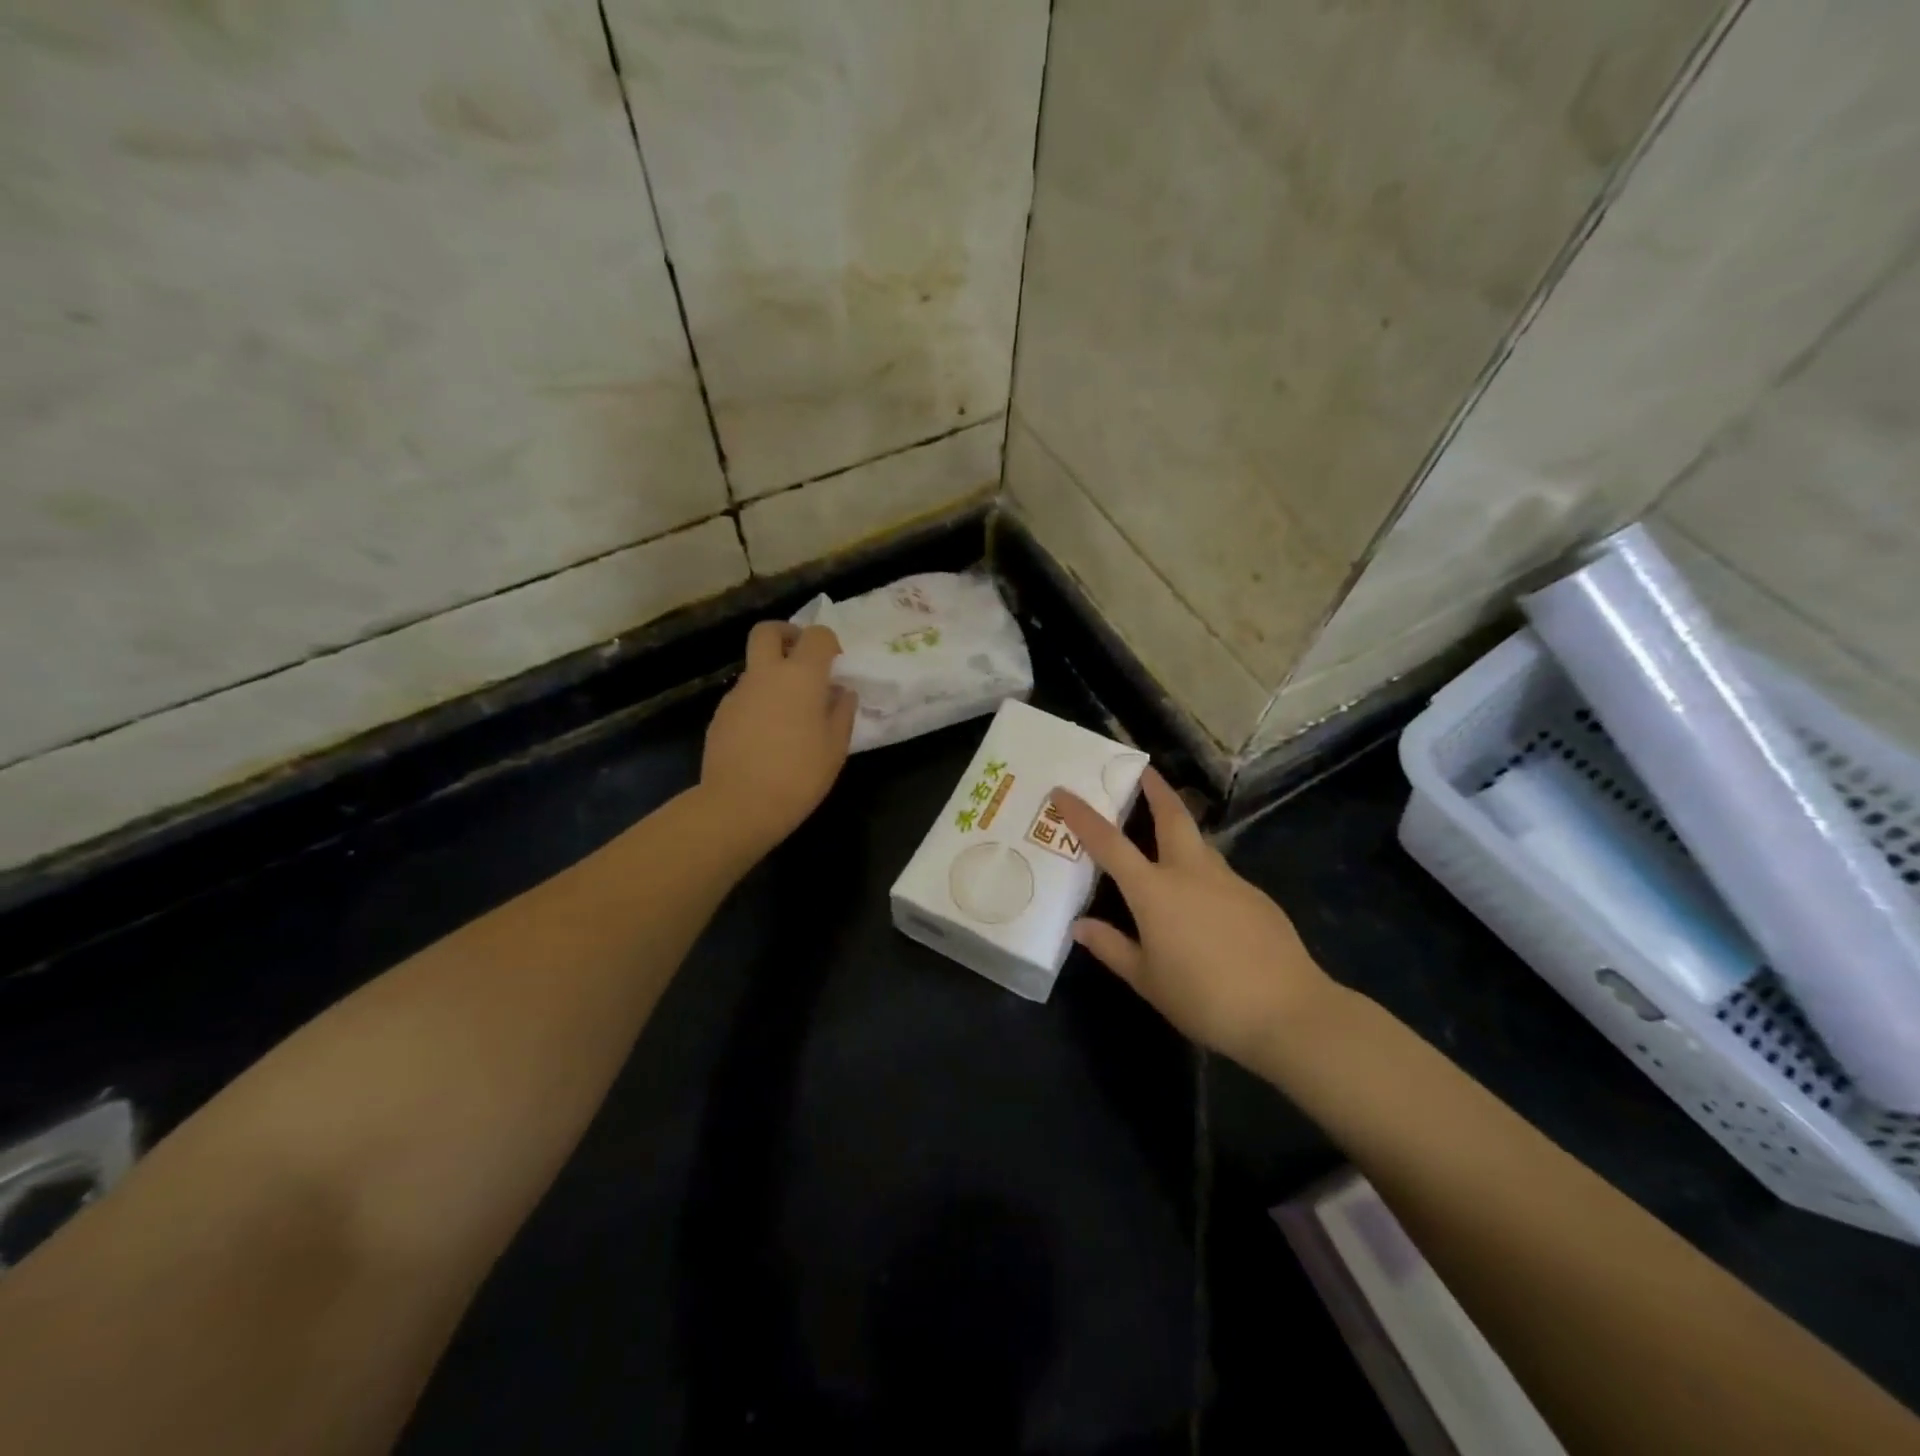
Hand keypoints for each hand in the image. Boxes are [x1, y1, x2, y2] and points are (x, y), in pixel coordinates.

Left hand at [701, 621, 857, 852]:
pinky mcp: (720, 715)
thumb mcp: (835, 747)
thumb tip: (842, 692)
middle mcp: (766, 674)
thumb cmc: (799, 775)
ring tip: (790, 715)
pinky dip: (758, 704)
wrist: (739, 805)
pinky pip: (744, 697)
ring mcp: (738, 693)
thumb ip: (842, 712)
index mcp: (801, 676)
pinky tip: (768, 738)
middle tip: (802, 660)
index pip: (817, 635)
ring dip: (773, 676)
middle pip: (768, 631)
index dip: (829, 644)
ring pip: (755, 667)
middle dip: (786, 635)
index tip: (836, 667)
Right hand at [1054, 770, 1335, 1068]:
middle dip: (1155, 789)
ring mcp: (1229, 881)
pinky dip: (1204, 875)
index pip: (1108, 843)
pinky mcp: (1257, 897)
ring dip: (1181, 831)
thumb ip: (1111, 947)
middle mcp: (1191, 873)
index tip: (1063, 791)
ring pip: (1199, 843)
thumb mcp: (1147, 980)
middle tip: (1143, 771)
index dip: (1082, 815)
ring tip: (1168, 839)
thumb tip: (1080, 926)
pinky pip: (1221, 875)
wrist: (1287, 1012)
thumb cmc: (1204, 999)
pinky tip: (1205, 906)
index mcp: (1154, 890)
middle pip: (1172, 815)